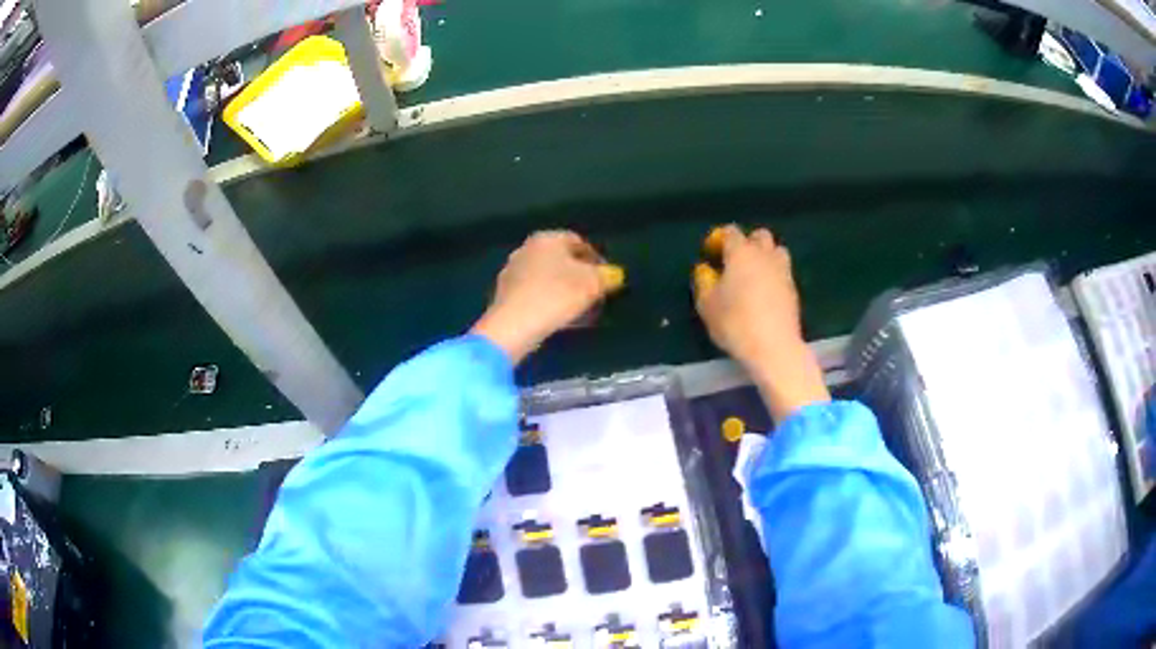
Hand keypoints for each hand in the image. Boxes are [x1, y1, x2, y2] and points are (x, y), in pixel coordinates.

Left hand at [472, 231, 622, 363]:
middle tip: (595, 293)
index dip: (597, 259)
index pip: (578, 242)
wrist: (514, 325)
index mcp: (547, 239)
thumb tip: (614, 274)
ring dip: (564, 290)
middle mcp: (526, 249)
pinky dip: (548, 301)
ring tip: (579, 308)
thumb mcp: (592, 284)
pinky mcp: (504, 294)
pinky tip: (558, 317)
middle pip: (560, 259)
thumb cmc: (556, 295)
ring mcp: (512, 271)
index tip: (607, 278)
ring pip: (547, 277)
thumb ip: (606, 276)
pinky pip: (534, 293)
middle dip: (579, 275)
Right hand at [693, 225, 829, 420]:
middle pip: (759, 235)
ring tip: (753, 274)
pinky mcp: (794, 289)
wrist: (774, 347)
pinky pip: (783, 271)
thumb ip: (703, 282)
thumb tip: (705, 269)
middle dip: (747, 242)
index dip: (719, 238)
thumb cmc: (735, 323)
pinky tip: (764, 293)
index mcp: (741, 253)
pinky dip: (773, 274)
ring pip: (776, 250)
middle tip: (735, 261)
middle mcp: (764, 255)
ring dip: (765, 255)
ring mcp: (783, 271)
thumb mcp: (707, 305)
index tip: (711, 253)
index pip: (731, 232)